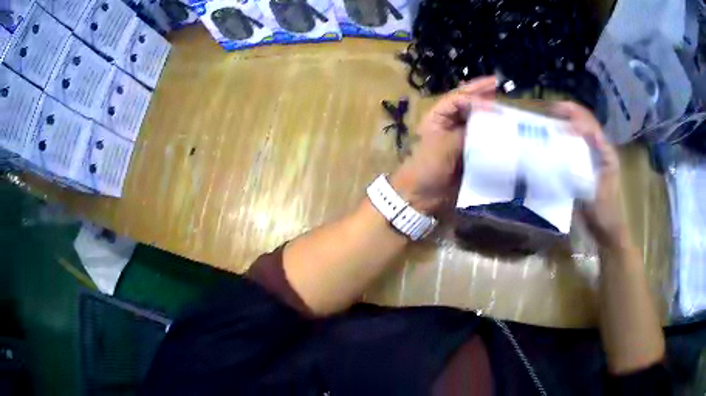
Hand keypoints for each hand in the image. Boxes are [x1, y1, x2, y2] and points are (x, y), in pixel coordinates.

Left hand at [391, 76, 496, 213]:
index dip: (475, 97)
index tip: (492, 100)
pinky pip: (481, 137)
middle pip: (467, 104)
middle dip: (482, 94)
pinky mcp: (467, 151)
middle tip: (498, 84)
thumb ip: (467, 132)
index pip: (458, 99)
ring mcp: (459, 137)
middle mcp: (449, 122)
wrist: (422, 195)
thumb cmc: (428, 166)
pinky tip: (503, 127)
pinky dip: (492, 131)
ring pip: (475, 118)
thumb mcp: (445, 145)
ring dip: (488, 110)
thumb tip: (488, 123)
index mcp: (438, 116)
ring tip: (503, 101)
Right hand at [552, 102, 631, 250]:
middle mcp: (602, 150)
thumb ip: (581, 172)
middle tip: (547, 111)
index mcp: (607, 153)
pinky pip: (578, 143)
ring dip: (567, 121)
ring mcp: (596, 156)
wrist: (608, 231)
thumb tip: (563, 154)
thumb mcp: (593, 193)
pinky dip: (567, 136)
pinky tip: (555, 139)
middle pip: (586, 122)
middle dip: (568, 112)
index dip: (573, 115)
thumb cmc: (603, 214)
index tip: (554, 113)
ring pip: (582, 130)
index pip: (590, 125)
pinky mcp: (590, 165)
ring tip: (549, 120)